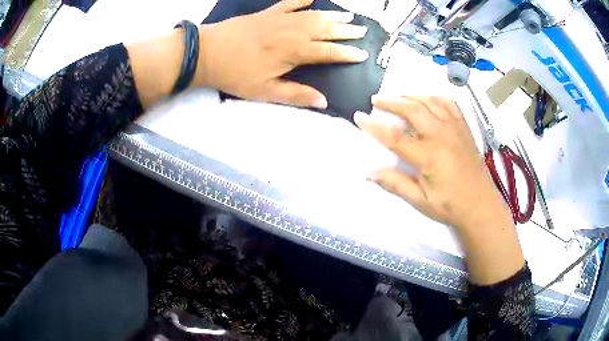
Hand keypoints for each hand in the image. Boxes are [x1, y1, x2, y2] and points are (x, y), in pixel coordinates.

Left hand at [197, 0, 368, 108]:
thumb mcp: (265, 91)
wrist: (207, 52)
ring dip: (332, 15)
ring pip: (313, 15)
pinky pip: (289, 3)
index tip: (363, 54)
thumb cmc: (235, 74)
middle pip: (325, 30)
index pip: (328, 52)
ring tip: (348, 16)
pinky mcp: (267, 13)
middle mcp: (292, 32)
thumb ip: (296, 95)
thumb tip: (324, 101)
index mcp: (293, 52)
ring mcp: (280, 19)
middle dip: (346, 31)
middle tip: (362, 31)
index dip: (346, 53)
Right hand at [354, 96, 511, 230]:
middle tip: (376, 99)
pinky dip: (435, 98)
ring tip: (399, 97)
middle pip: (413, 109)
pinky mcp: (464, 128)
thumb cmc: (450, 205)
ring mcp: (455, 129)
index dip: (374, 126)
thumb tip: (369, 173)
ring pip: (431, 101)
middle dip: (392, 102)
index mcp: (429, 156)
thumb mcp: (420, 200)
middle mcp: (442, 136)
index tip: (359, 116)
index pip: (395, 137)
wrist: (480, 205)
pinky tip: (428, 100)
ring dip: (412, 96)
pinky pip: (449, 104)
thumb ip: (395, 183)